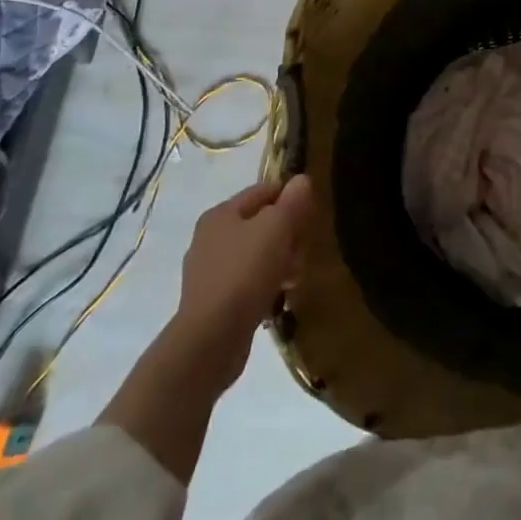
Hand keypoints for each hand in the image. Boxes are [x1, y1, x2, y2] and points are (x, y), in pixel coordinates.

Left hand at [168, 176, 313, 394]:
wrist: (210, 339)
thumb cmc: (245, 272)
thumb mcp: (277, 227)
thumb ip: (292, 201)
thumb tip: (302, 180)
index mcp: (221, 213)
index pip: (263, 190)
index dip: (291, 196)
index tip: (312, 213)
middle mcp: (209, 238)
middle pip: (259, 223)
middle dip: (286, 233)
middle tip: (304, 248)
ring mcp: (208, 271)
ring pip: (254, 254)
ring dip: (279, 261)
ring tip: (296, 276)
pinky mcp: (212, 301)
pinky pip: (247, 282)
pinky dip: (265, 284)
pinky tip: (279, 296)